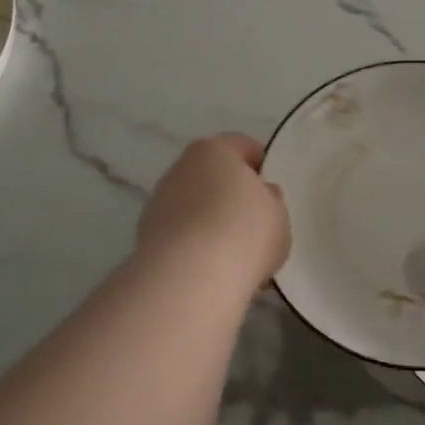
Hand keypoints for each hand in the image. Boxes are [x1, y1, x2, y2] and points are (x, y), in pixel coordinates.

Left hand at [136, 134, 290, 289]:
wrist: (190, 277)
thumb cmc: (245, 232)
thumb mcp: (279, 215)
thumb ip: (271, 201)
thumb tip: (262, 195)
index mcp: (215, 150)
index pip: (243, 146)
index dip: (261, 167)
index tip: (272, 195)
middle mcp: (181, 168)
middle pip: (214, 175)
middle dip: (231, 196)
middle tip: (254, 224)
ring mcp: (159, 202)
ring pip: (194, 206)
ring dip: (210, 222)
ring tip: (233, 254)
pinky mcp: (145, 236)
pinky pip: (180, 234)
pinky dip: (194, 246)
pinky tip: (211, 269)